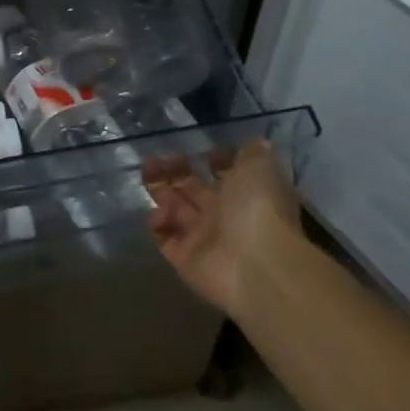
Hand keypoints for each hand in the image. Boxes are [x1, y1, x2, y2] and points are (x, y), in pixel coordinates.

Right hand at [142, 140, 303, 313]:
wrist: (256, 265)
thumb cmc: (258, 208)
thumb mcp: (261, 168)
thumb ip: (252, 154)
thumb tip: (252, 145)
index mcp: (246, 194)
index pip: (227, 175)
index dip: (216, 162)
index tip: (204, 150)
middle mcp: (224, 216)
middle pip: (193, 189)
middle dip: (175, 170)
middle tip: (159, 157)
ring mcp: (203, 238)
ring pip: (174, 208)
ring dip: (159, 188)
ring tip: (148, 169)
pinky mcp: (183, 258)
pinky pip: (164, 236)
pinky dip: (157, 222)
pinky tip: (160, 212)